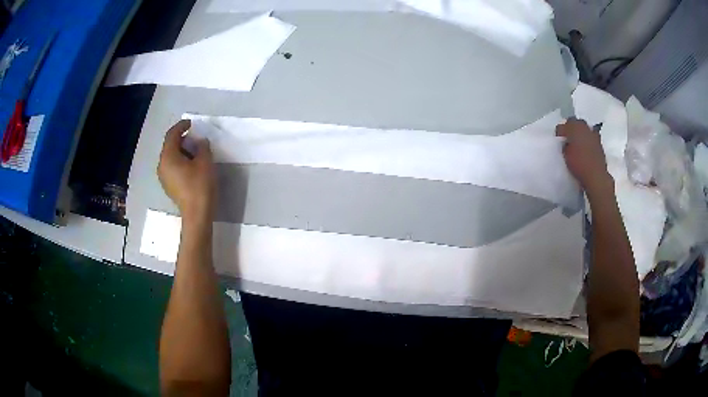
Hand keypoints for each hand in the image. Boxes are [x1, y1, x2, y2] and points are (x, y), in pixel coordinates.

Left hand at [157, 120, 215, 221]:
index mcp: (168, 157)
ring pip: (170, 157)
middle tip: (195, 137)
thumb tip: (200, 142)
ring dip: (181, 150)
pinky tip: (191, 165)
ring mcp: (164, 177)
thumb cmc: (200, 186)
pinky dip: (180, 161)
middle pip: (169, 146)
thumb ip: (202, 147)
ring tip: (195, 151)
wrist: (197, 215)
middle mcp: (162, 165)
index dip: (181, 126)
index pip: (171, 135)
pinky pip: (172, 167)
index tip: (191, 123)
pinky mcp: (169, 186)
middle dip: (182, 138)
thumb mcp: (205, 162)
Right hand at [556, 118, 611, 192]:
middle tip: (568, 140)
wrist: (596, 176)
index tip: (559, 141)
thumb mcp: (565, 154)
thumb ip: (565, 144)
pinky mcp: (600, 144)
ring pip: (585, 130)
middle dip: (571, 130)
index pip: (563, 125)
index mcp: (574, 126)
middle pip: (576, 123)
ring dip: (581, 135)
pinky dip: (588, 142)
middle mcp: (585, 126)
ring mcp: (594, 134)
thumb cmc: (578, 164)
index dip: (560, 133)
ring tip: (578, 146)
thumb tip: (566, 142)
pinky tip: (586, 151)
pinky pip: (591, 139)